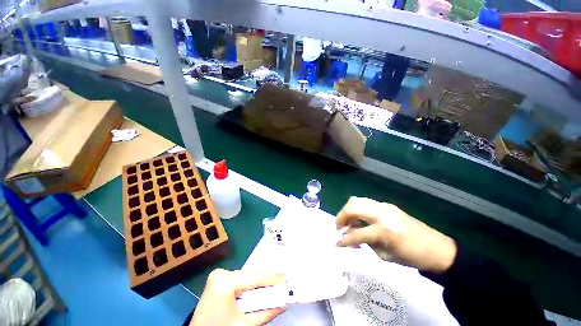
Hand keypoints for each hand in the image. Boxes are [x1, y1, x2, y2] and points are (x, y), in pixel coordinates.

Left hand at [190, 269, 285, 325]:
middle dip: (266, 280)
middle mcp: (221, 273)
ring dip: (259, 282)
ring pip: (246, 275)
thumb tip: (284, 303)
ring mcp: (218, 274)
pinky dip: (249, 283)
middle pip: (250, 275)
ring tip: (273, 285)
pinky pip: (239, 278)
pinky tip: (258, 287)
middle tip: (282, 282)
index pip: (255, 278)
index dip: (272, 279)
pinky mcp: (217, 278)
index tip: (286, 279)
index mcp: (225, 283)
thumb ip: (266, 313)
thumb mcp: (244, 325)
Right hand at [336, 197, 456, 272]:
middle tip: (339, 227)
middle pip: (352, 207)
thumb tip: (348, 235)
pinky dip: (357, 209)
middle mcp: (382, 213)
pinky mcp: (386, 205)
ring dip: (348, 211)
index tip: (337, 243)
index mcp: (385, 230)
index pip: (357, 233)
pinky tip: (358, 219)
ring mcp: (384, 206)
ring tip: (347, 222)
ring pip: (357, 200)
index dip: (344, 239)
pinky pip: (365, 203)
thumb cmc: (412, 256)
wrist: (436, 247)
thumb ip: (365, 242)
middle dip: (341, 217)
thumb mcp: (385, 255)